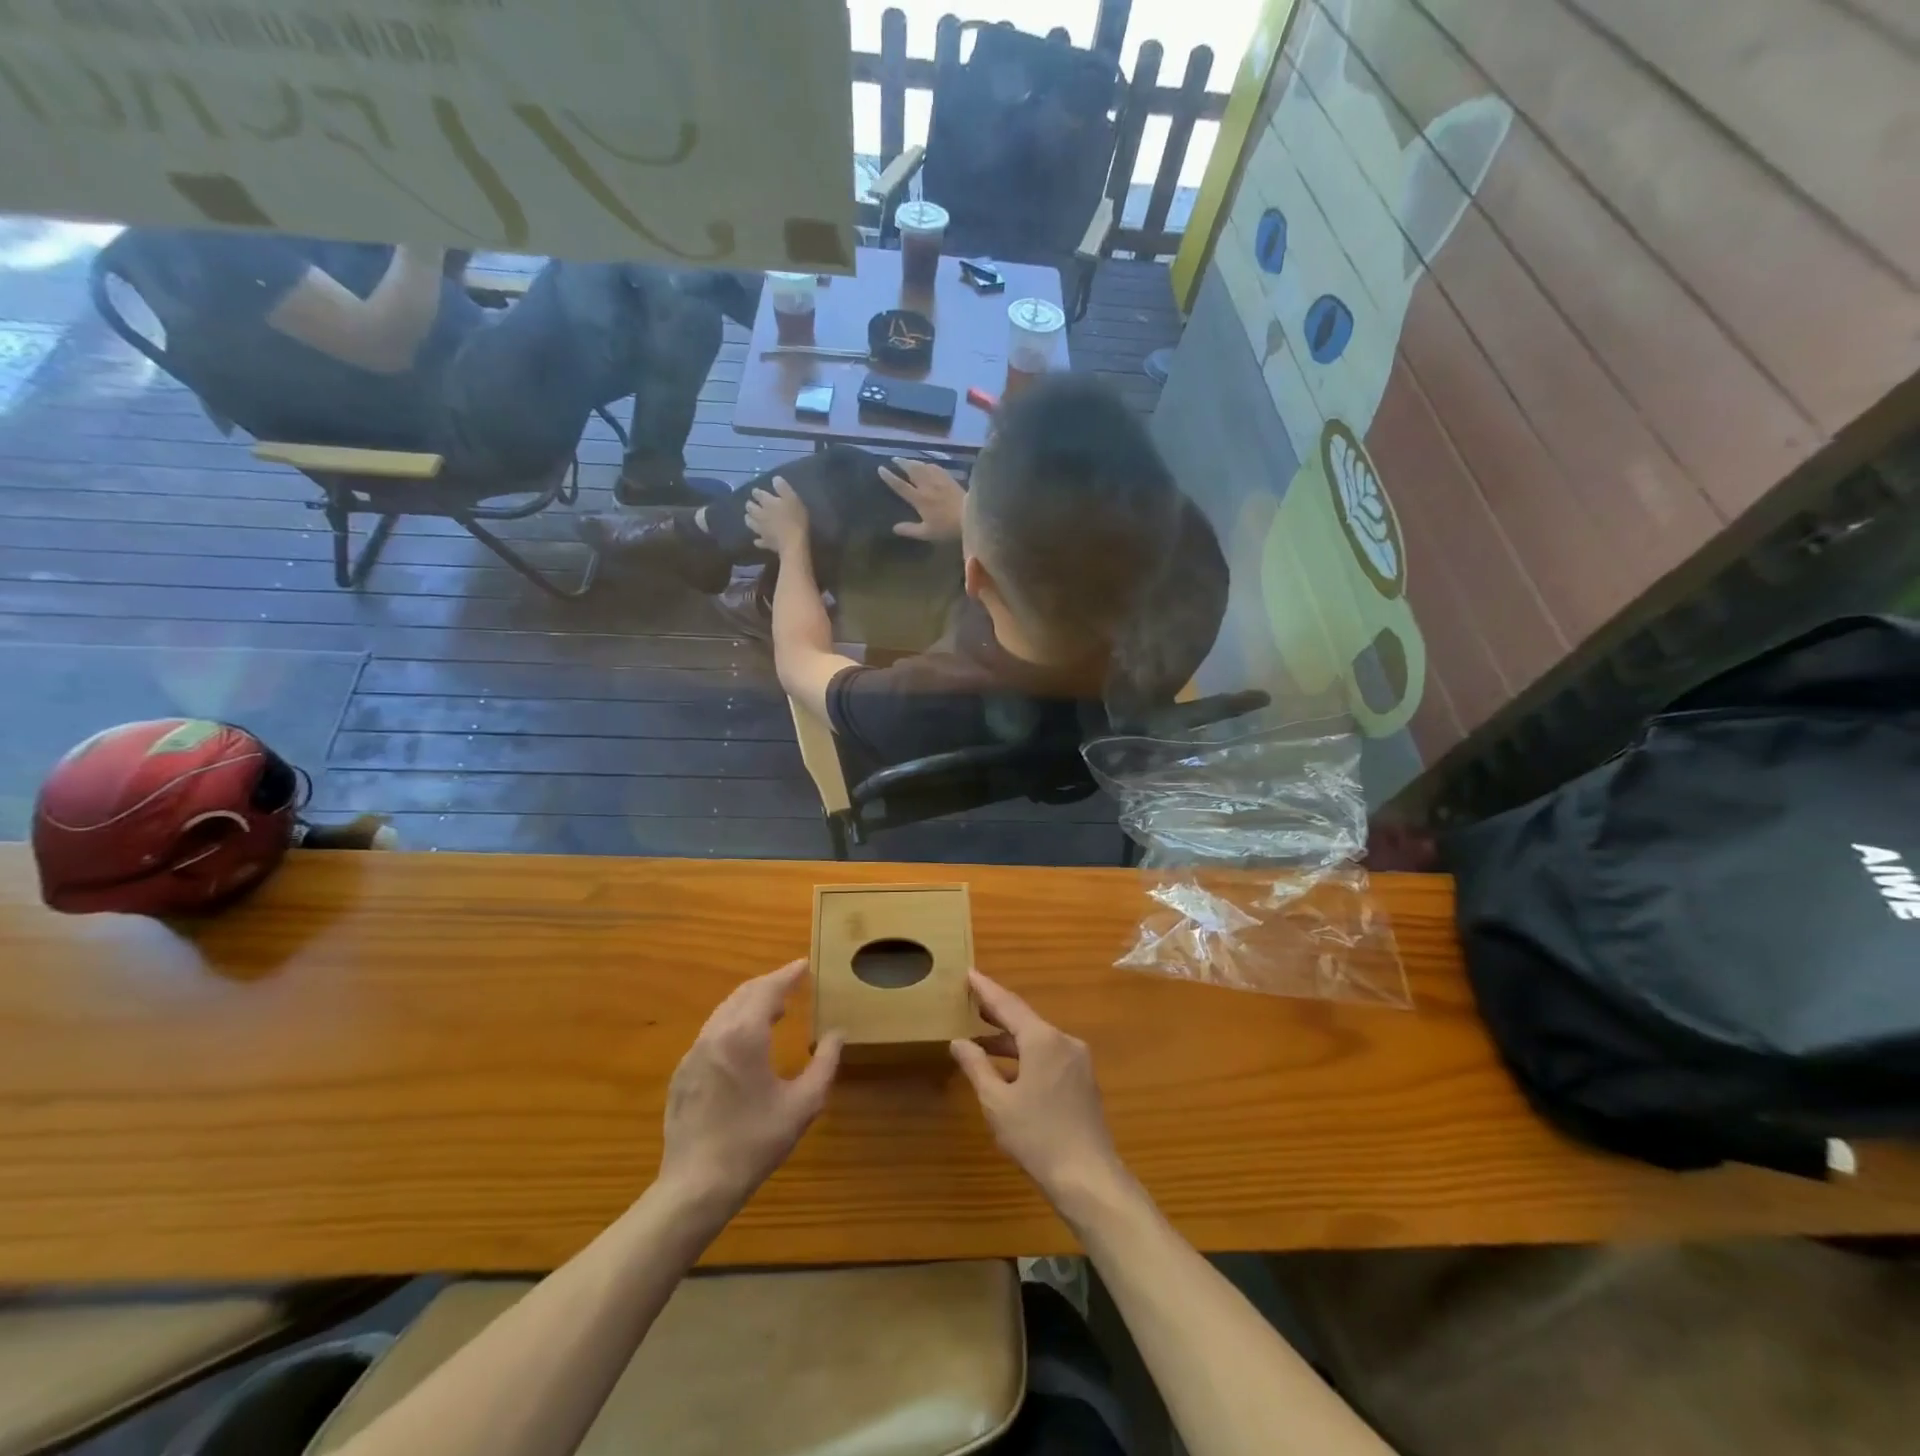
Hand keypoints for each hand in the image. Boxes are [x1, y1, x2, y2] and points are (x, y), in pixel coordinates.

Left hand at [659, 961, 841, 1211]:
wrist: (695, 1186)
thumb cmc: (754, 1142)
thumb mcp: (802, 1105)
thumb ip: (824, 1064)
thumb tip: (836, 1035)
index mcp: (744, 1035)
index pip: (767, 989)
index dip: (787, 974)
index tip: (804, 964)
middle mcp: (715, 1034)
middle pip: (743, 994)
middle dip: (769, 984)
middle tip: (793, 983)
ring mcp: (693, 1054)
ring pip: (724, 1012)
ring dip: (750, 1002)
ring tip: (775, 1009)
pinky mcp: (682, 1073)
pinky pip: (712, 1033)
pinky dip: (733, 1023)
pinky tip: (745, 1042)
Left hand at [744, 477, 810, 557]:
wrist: (794, 543)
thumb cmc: (795, 519)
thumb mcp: (792, 498)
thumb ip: (783, 488)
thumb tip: (775, 478)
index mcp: (767, 502)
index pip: (758, 494)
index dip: (757, 492)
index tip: (756, 491)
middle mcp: (760, 515)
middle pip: (751, 508)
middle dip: (750, 505)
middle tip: (751, 504)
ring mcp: (761, 529)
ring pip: (751, 523)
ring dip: (749, 519)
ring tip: (749, 518)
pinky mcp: (766, 542)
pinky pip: (759, 541)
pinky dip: (758, 540)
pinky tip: (757, 540)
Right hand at [880, 458, 966, 541]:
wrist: (970, 515)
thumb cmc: (947, 527)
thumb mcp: (927, 532)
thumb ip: (910, 530)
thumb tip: (894, 528)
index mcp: (919, 499)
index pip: (900, 486)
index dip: (889, 477)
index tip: (881, 468)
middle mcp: (927, 485)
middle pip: (911, 470)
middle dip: (902, 463)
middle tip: (894, 458)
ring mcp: (939, 480)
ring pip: (923, 466)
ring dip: (914, 461)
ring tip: (908, 460)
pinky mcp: (949, 478)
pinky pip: (936, 467)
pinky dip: (928, 464)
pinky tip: (928, 464)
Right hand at [951, 970, 1128, 1219]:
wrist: (1088, 1177)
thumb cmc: (1037, 1136)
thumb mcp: (997, 1102)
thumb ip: (976, 1066)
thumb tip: (959, 1042)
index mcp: (1043, 1039)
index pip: (1008, 1004)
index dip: (986, 989)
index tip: (969, 973)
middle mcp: (1064, 1041)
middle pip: (1025, 1019)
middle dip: (997, 1013)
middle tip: (970, 1002)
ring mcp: (1078, 1061)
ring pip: (1038, 1039)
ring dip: (1010, 1038)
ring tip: (981, 1038)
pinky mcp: (1083, 1081)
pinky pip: (1049, 1055)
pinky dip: (1026, 1054)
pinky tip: (1008, 1068)